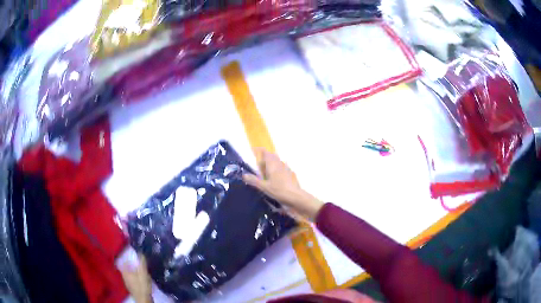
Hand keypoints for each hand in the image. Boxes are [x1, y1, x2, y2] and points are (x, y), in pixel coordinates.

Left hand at [120, 254, 152, 302]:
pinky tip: (141, 280)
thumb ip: (142, 263)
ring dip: (133, 273)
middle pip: (125, 269)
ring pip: (129, 275)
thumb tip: (140, 252)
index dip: (124, 259)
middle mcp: (124, 277)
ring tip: (139, 271)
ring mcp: (127, 284)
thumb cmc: (142, 285)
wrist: (144, 299)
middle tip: (136, 263)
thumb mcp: (143, 273)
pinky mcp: (132, 289)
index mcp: (124, 272)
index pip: (121, 263)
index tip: (129, 256)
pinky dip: (135, 279)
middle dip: (130, 266)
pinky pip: (132, 281)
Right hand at [243, 148, 323, 219]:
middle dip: (265, 157)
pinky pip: (282, 167)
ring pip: (277, 161)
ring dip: (271, 163)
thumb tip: (244, 175)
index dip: (260, 150)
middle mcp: (279, 164)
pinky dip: (277, 168)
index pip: (265, 153)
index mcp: (272, 165)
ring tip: (265, 171)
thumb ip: (254, 180)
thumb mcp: (264, 187)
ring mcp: (286, 168)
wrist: (295, 196)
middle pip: (272, 156)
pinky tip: (274, 177)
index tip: (254, 149)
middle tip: (259, 163)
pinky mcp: (290, 174)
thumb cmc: (279, 190)